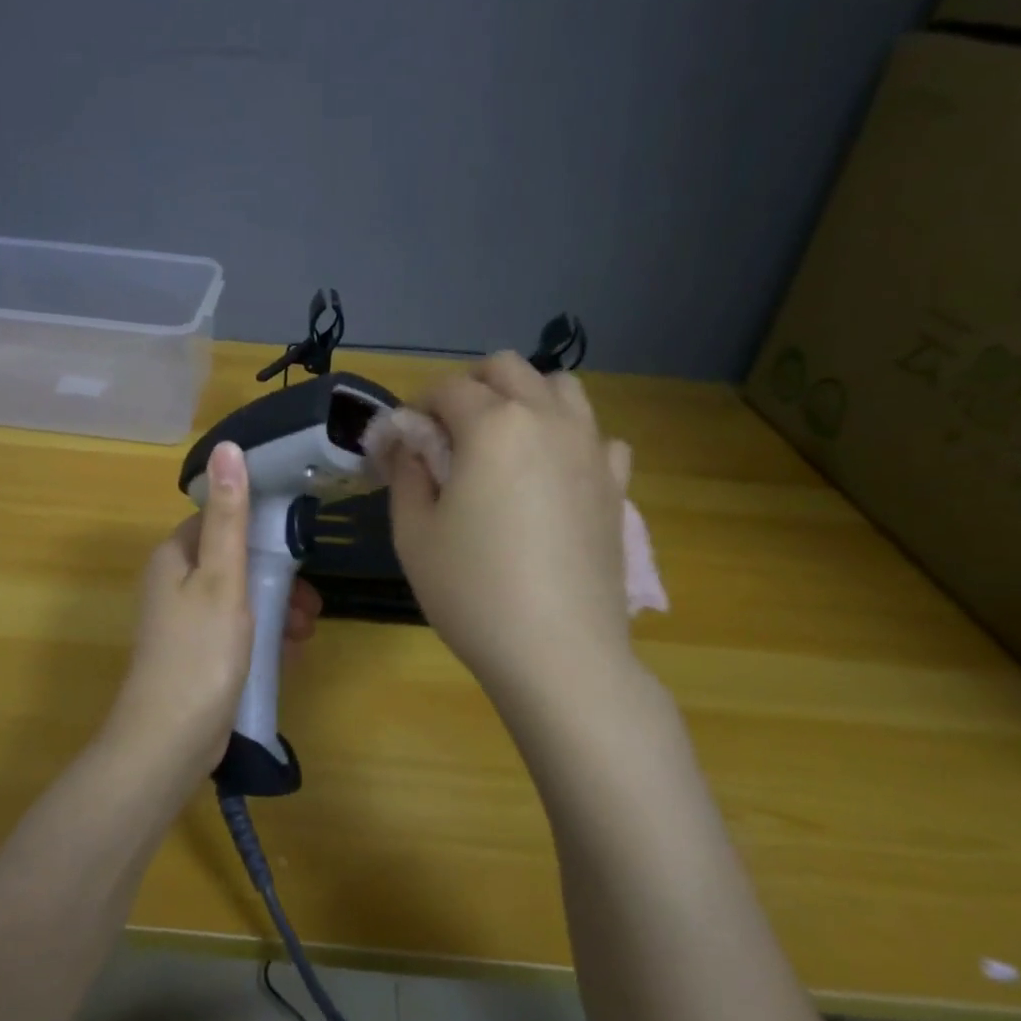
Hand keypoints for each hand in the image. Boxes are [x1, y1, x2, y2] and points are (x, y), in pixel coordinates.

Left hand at [107, 442, 320, 778]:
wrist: (169, 742)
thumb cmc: (200, 652)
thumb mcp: (222, 578)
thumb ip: (229, 516)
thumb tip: (228, 447)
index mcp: (175, 556)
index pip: (221, 519)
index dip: (261, 528)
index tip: (298, 546)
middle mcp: (175, 582)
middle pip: (235, 561)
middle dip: (277, 577)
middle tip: (310, 604)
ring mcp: (184, 621)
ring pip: (240, 597)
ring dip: (276, 608)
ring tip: (304, 632)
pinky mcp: (197, 653)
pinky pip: (236, 629)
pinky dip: (263, 635)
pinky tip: (289, 652)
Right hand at [387, 353, 637, 713]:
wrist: (558, 652)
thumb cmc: (472, 591)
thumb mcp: (414, 533)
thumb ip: (406, 474)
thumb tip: (405, 444)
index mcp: (493, 425)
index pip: (447, 388)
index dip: (417, 408)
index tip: (404, 442)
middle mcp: (547, 419)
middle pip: (508, 368)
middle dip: (471, 387)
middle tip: (448, 435)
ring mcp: (591, 448)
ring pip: (561, 387)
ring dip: (525, 399)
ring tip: (503, 445)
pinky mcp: (616, 483)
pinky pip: (596, 436)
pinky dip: (571, 439)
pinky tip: (553, 477)